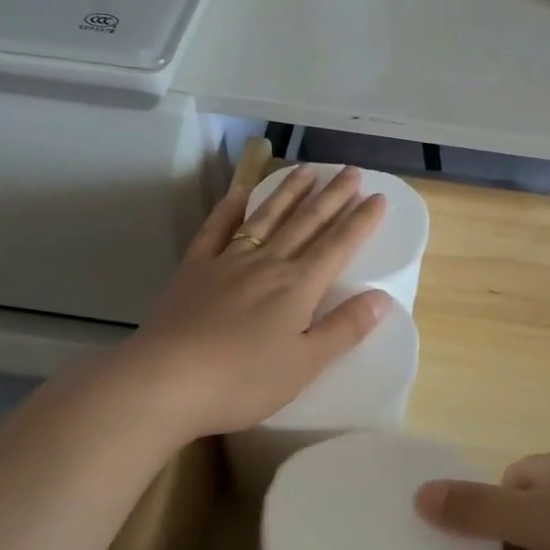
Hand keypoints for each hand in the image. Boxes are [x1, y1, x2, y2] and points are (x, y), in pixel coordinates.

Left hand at [107, 165, 390, 438]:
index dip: (361, 221)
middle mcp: (267, 264)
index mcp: (298, 286)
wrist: (166, 380)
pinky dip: (229, 211)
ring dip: (288, 192)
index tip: (378, 197)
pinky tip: (239, 195)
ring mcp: (227, 262)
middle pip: (306, 223)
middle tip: (350, 171)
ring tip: (306, 169)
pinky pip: (215, 231)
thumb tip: (383, 298)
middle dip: (332, 196)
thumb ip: (344, 329)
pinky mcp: (194, 271)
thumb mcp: (305, 364)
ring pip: (265, 218)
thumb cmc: (243, 380)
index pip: (338, 246)